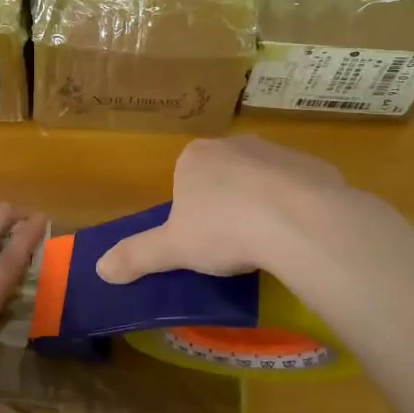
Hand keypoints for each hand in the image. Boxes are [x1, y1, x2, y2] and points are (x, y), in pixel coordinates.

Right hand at [95, 136, 363, 284]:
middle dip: (227, 204)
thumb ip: (137, 255)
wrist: (298, 220)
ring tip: (268, 243)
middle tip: (233, 244)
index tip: (202, 240)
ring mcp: (276, 151)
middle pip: (224, 176)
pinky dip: (297, 208)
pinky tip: (299, 235)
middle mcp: (234, 144)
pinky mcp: (314, 165)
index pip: (185, 180)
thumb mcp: (173, 249)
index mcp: (195, 157)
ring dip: (263, 204)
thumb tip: (99, 269)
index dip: (191, 211)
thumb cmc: (224, 228)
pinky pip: (299, 188)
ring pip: (262, 180)